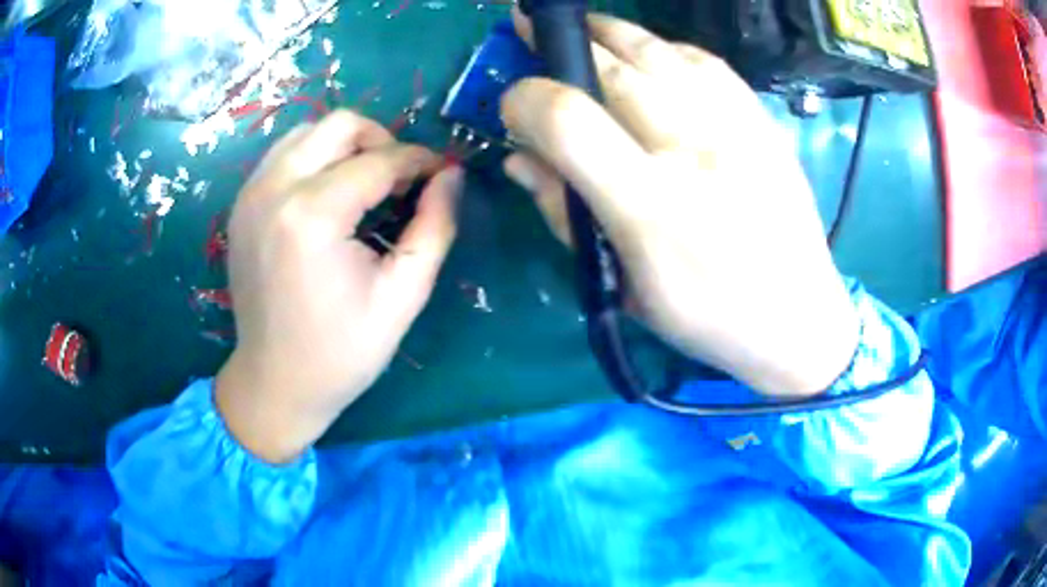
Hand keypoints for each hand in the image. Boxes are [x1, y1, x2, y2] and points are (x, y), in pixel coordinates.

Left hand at [216, 111, 462, 462]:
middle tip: (400, 180)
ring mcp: (250, 194)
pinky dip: (314, 159)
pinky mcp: (241, 204)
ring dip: (345, 146)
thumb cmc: (341, 352)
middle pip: (339, 125)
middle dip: (381, 141)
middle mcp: (273, 190)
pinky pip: (283, 155)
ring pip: (307, 132)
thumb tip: (452, 175)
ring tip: (364, 184)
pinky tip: (328, 195)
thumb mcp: (402, 297)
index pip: (379, 160)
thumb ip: (435, 228)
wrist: (274, 382)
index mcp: (312, 216)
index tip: (442, 174)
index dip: (420, 161)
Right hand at [501, 13, 858, 396]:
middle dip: (560, 44)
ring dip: (611, 31)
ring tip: (584, 29)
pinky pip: (707, 62)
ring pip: (661, 52)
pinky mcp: (763, 123)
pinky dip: (667, 47)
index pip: (570, 121)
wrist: (798, 317)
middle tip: (531, 34)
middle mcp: (695, 152)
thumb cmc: (706, 316)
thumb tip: (517, 160)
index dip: (527, 99)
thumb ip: (564, 217)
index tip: (512, 106)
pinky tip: (651, 52)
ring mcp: (736, 130)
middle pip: (614, 70)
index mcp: (651, 208)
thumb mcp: (621, 288)